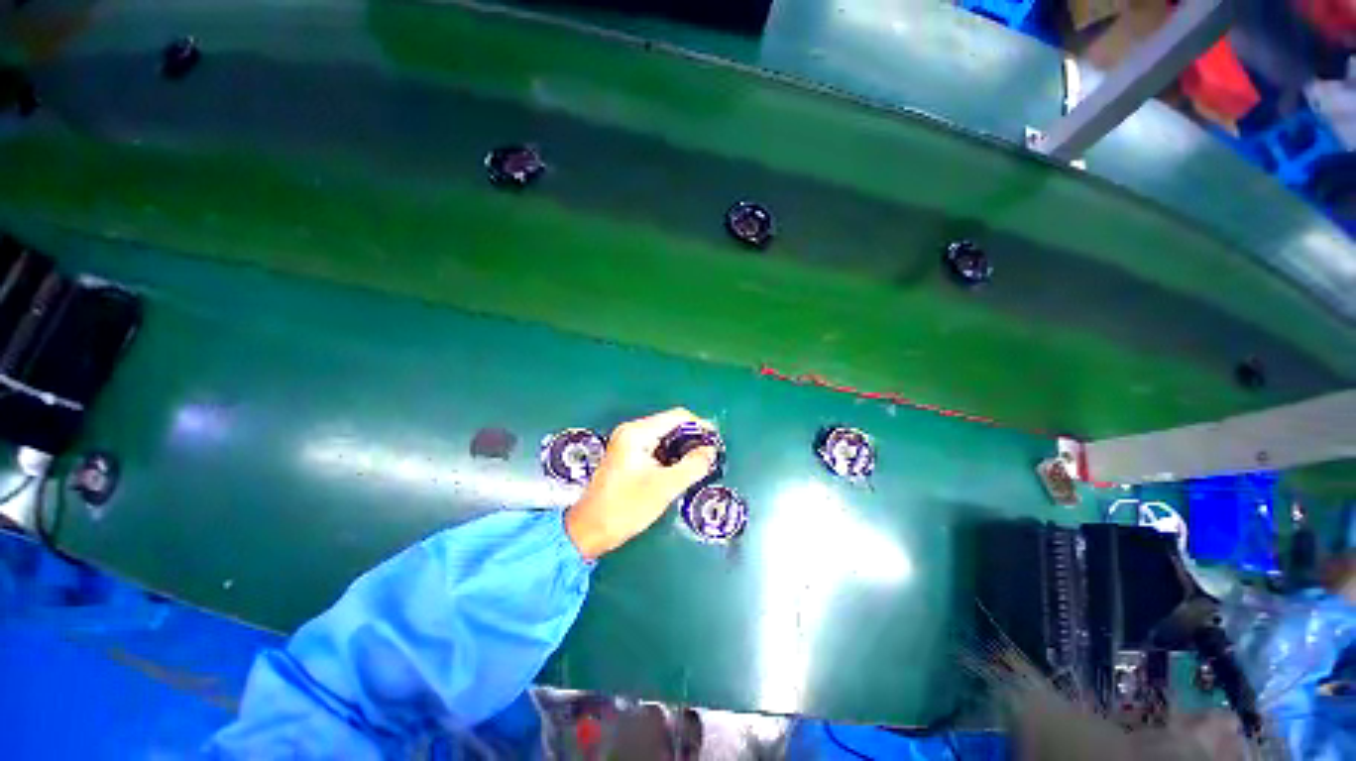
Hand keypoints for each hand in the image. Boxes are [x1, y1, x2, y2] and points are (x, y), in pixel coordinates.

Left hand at [564, 408, 717, 559]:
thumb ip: (692, 466)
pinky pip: (655, 446)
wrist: (589, 530)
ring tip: (699, 463)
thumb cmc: (626, 507)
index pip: (677, 417)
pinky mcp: (627, 454)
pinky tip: (680, 468)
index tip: (716, 441)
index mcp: (637, 433)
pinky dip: (670, 454)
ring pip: (663, 436)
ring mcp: (627, 442)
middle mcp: (631, 431)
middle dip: (691, 437)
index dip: (700, 426)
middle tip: (709, 455)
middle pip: (670, 424)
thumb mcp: (664, 487)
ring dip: (681, 447)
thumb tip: (710, 450)